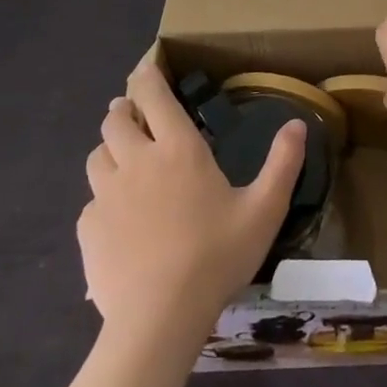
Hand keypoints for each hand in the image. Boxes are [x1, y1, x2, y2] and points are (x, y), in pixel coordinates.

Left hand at [79, 57, 304, 336]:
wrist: (159, 319)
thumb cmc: (217, 256)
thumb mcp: (264, 210)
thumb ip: (282, 163)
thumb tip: (297, 123)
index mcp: (178, 149)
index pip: (153, 96)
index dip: (146, 76)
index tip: (145, 67)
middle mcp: (137, 161)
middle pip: (115, 120)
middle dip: (124, 110)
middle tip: (135, 115)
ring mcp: (106, 195)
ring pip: (98, 155)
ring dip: (110, 149)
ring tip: (124, 160)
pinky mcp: (88, 229)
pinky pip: (91, 201)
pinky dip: (103, 198)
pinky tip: (118, 219)